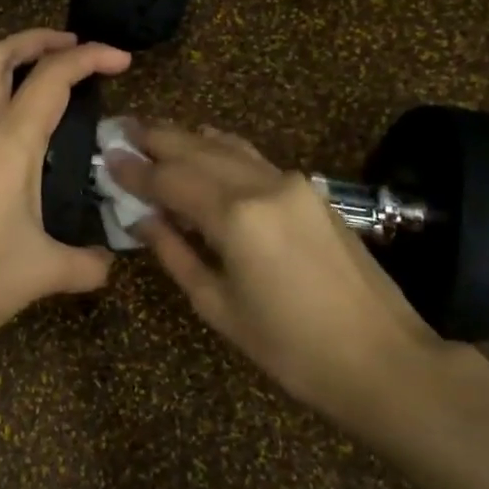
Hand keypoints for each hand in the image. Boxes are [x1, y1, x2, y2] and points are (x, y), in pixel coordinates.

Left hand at [0, 30, 131, 356]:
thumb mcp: (43, 272)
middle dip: (36, 39)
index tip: (122, 60)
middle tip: (72, 47)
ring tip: (42, 71)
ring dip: (8, 60)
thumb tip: (108, 263)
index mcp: (7, 144)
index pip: (50, 79)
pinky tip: (14, 123)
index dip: (89, 58)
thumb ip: (86, 263)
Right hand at [108, 122, 465, 429]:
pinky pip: (255, 159)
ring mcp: (293, 184)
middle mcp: (263, 185)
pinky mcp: (312, 193)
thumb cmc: (290, 347)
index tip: (105, 157)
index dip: (135, 170)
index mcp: (235, 216)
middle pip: (198, 150)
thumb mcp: (218, 306)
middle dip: (157, 139)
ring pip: (229, 148)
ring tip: (156, 133)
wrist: (383, 359)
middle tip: (122, 128)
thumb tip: (143, 219)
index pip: (170, 180)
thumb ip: (176, 254)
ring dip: (189, 137)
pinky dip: (223, 149)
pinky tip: (208, 147)